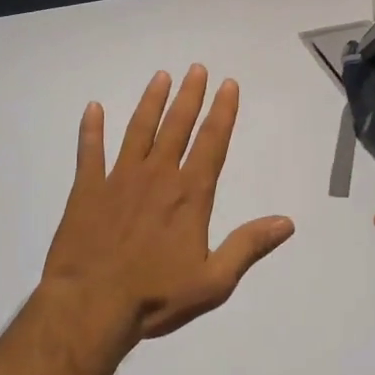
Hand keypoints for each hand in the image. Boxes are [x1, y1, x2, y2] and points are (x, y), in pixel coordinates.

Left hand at [43, 65, 295, 345]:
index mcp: (190, 195)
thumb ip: (248, 246)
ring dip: (151, 101)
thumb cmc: (155, 297)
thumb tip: (287, 222)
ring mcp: (119, 178)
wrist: (90, 306)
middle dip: (190, 95)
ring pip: (138, 130)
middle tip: (196, 68)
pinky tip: (93, 108)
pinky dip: (91, 129)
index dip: (223, 111)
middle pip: (177, 126)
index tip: (228, 85)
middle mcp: (158, 176)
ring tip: (160, 76)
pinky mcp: (87, 189)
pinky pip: (89, 151)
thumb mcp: (213, 281)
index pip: (212, 142)